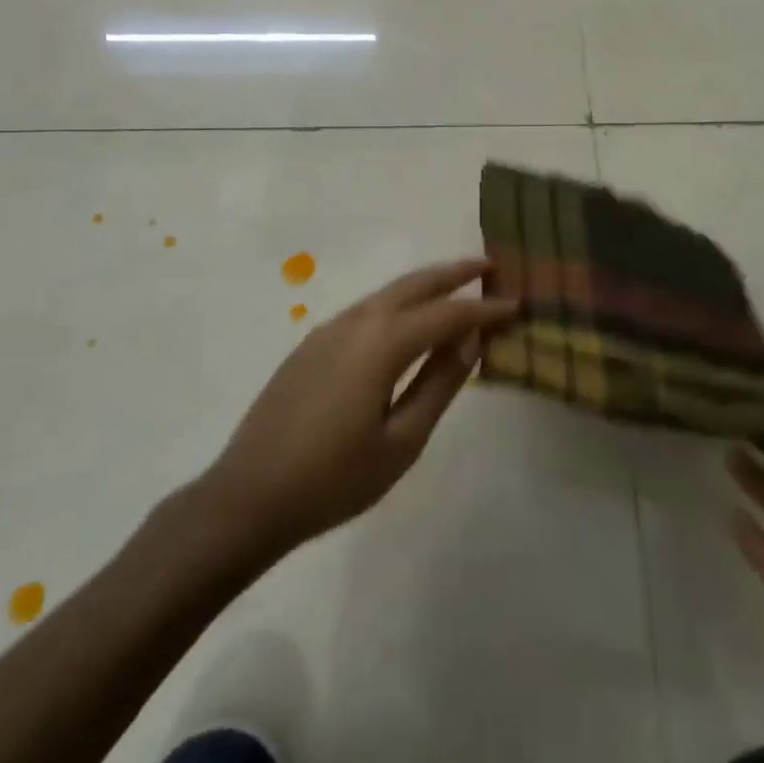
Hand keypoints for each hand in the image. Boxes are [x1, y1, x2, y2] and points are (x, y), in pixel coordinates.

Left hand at [206, 258, 516, 554]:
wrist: (247, 497)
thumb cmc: (334, 479)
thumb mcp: (401, 441)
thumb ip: (438, 384)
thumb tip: (470, 341)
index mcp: (382, 342)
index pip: (446, 314)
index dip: (483, 308)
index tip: (515, 303)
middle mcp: (356, 321)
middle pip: (414, 285)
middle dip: (453, 272)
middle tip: (489, 265)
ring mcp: (329, 330)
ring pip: (388, 293)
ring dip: (425, 285)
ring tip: (456, 286)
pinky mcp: (311, 344)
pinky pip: (366, 309)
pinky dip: (397, 303)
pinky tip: (407, 320)